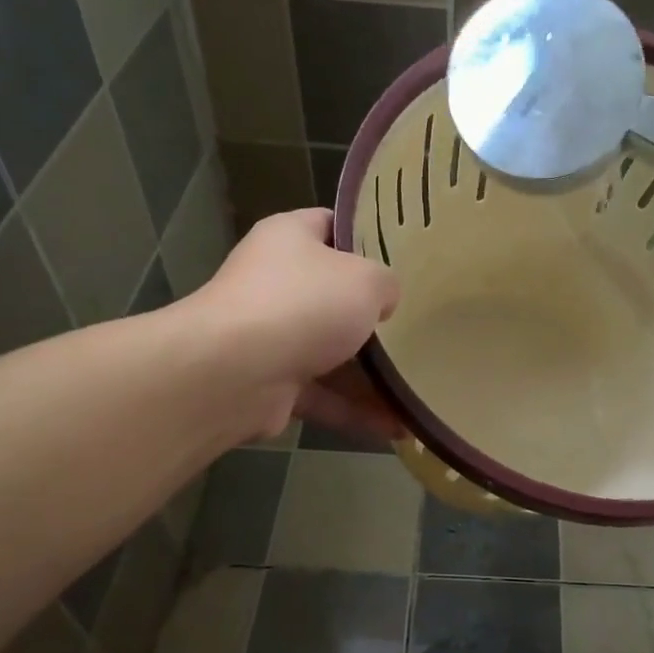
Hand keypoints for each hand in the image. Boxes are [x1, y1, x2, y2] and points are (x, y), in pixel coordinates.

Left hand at [194, 208, 399, 437]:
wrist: (235, 372)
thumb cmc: (304, 305)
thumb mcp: (366, 280)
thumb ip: (385, 284)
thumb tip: (382, 301)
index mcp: (289, 239)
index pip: (330, 224)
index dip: (366, 236)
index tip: (405, 255)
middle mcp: (275, 283)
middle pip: (333, 295)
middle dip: (373, 314)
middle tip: (418, 324)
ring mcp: (271, 336)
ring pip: (331, 353)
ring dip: (371, 375)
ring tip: (416, 387)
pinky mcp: (272, 384)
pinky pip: (324, 396)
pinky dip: (356, 411)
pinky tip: (396, 427)